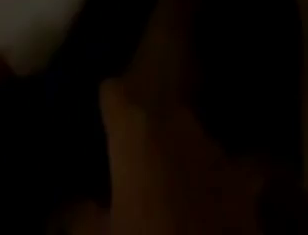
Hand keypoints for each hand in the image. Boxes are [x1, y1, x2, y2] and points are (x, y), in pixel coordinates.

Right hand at [66, 80, 271, 234]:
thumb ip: (78, 216)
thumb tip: (64, 205)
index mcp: (135, 127)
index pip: (111, 91)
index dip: (105, 105)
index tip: (98, 120)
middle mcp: (174, 119)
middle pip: (152, 110)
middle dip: (144, 128)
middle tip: (130, 160)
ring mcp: (212, 145)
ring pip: (187, 133)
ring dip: (178, 149)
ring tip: (168, 178)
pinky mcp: (243, 177)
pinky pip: (225, 166)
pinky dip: (216, 175)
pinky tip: (212, 191)